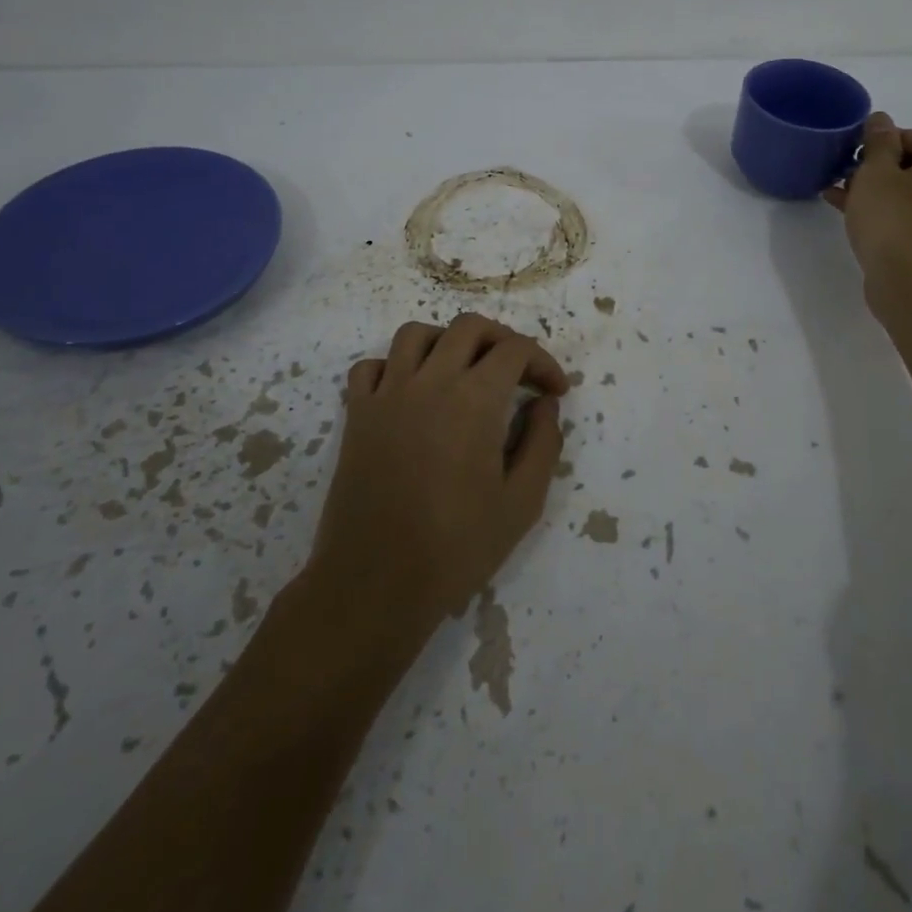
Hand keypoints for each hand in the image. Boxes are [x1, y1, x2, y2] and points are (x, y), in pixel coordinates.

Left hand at [307, 313, 568, 641]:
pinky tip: (411, 393)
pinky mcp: (356, 415)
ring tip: (463, 371)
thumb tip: (544, 404)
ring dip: (447, 341)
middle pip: (469, 327)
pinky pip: (372, 366)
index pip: (515, 350)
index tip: (555, 392)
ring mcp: (387, 394)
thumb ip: (543, 443)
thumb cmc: (456, 548)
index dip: (543, 363)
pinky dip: (396, 366)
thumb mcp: (522, 503)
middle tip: (518, 373)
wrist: (375, 584)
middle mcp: (430, 381)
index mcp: (475, 399)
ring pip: (417, 334)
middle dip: (503, 340)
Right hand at [823, 112, 911, 289]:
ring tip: (838, 190)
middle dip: (878, 165)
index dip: (890, 137)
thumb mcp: (876, 172)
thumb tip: (881, 119)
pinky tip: (846, 213)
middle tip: (846, 168)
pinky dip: (879, 211)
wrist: (909, 282)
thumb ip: (878, 142)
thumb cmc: (892, 218)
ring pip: (905, 193)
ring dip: (874, 189)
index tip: (859, 146)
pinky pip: (903, 217)